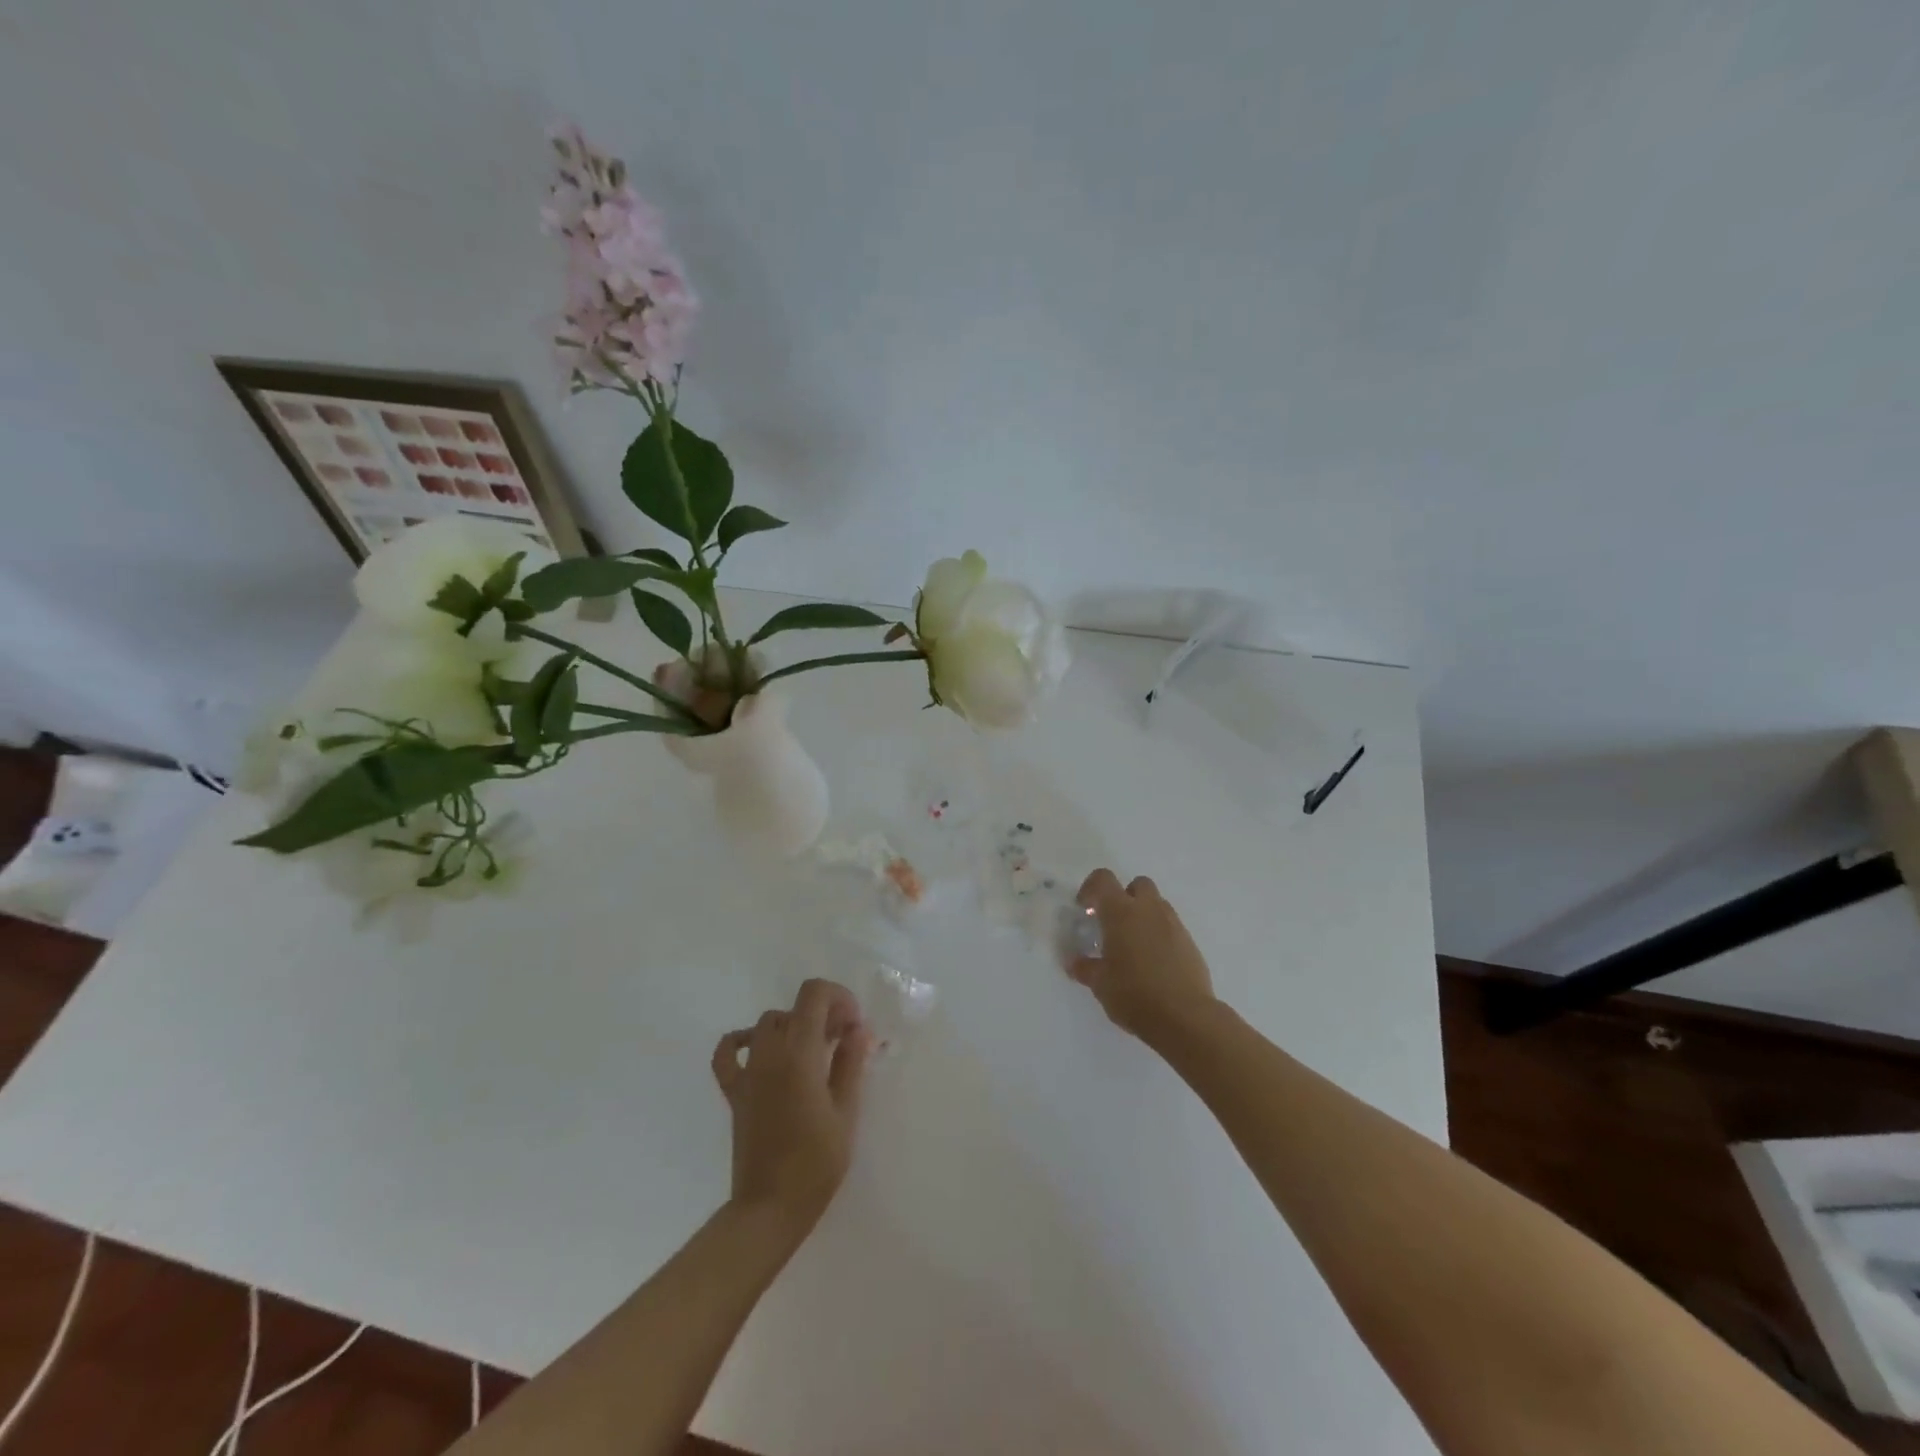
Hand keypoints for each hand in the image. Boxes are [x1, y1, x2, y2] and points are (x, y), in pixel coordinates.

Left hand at [711, 979, 871, 1235]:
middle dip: (822, 1014)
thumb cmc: (816, 1163)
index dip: (838, 997)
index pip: (813, 994)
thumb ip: (850, 1063)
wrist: (769, 1209)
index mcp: (799, 1054)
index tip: (853, 1026)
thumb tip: (857, 1030)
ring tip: (814, 1052)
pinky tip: (761, 1051)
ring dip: (794, 1026)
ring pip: (768, 1023)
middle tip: (843, 1042)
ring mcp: (747, 1072)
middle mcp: (769, 1054)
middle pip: (794, 1008)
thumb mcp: (845, 1111)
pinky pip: (728, 1052)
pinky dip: (742, 1041)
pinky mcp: (734, 1092)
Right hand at [1070, 869, 1217, 1041]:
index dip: (1090, 888)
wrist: (1185, 1018)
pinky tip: (1153, 962)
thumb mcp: (1100, 984)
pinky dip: (1159, 935)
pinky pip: (1171, 927)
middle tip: (1112, 924)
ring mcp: (1173, 925)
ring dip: (1143, 915)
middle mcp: (1149, 910)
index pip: (1103, 879)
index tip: (1084, 909)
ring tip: (1133, 945)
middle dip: (1124, 897)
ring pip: (1157, 905)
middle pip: (1137, 884)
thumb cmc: (1134, 995)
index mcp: (1121, 913)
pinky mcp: (1190, 943)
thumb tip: (1074, 962)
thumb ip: (1085, 968)